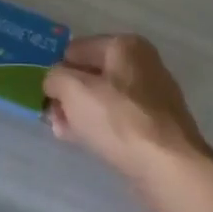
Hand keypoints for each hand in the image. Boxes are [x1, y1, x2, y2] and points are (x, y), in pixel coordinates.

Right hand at [43, 34, 211, 183]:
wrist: (168, 166)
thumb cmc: (118, 118)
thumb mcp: (74, 90)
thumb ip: (55, 77)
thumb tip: (55, 81)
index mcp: (126, 45)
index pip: (78, 49)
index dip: (58, 69)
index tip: (45, 94)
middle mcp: (143, 64)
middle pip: (92, 74)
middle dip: (69, 94)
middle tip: (52, 116)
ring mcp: (152, 96)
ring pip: (104, 99)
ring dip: (81, 112)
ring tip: (63, 132)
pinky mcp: (156, 126)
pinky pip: (119, 119)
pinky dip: (100, 127)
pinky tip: (86, 142)